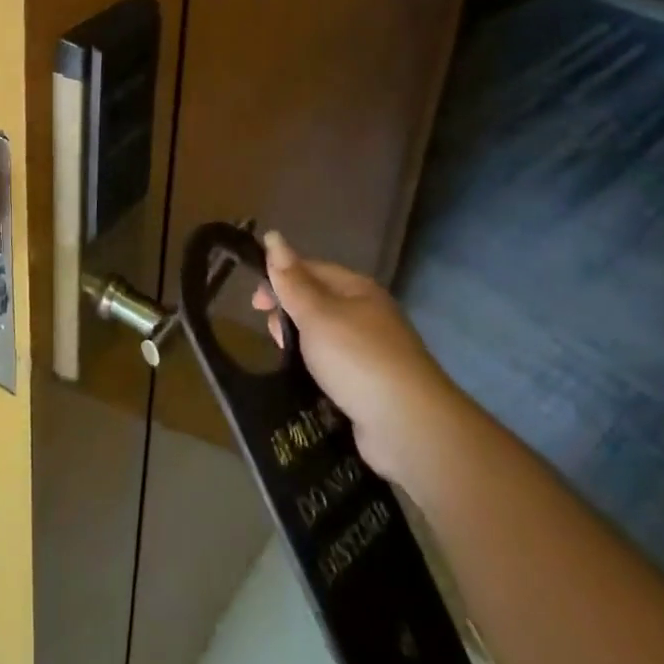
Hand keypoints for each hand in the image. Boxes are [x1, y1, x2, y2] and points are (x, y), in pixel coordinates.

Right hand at [252, 231, 455, 487]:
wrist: (409, 427)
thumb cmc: (358, 358)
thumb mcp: (317, 314)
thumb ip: (291, 280)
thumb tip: (272, 236)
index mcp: (358, 289)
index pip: (311, 270)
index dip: (279, 279)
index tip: (254, 303)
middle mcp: (368, 315)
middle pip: (317, 303)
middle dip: (288, 314)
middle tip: (270, 335)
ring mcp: (372, 353)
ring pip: (323, 339)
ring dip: (300, 346)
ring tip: (284, 361)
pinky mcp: (370, 388)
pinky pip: (333, 370)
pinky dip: (315, 373)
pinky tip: (302, 384)